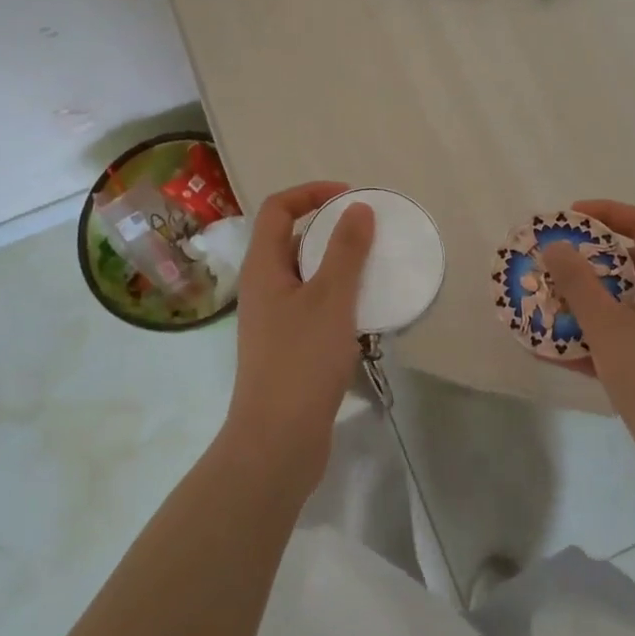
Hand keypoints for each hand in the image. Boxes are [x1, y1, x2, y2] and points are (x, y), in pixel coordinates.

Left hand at [222, 182, 375, 498]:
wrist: (276, 442)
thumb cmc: (301, 361)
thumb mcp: (331, 299)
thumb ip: (346, 250)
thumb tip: (357, 208)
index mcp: (263, 267)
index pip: (278, 208)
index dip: (311, 192)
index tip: (350, 197)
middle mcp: (262, 287)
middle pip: (290, 238)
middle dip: (328, 228)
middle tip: (367, 231)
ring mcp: (273, 319)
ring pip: (304, 274)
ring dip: (335, 264)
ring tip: (372, 268)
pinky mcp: (286, 347)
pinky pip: (312, 304)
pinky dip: (336, 296)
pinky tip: (364, 312)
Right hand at [540, 200, 634, 500]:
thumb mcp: (608, 325)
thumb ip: (577, 282)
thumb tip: (555, 245)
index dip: (608, 212)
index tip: (569, 218)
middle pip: (632, 261)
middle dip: (588, 260)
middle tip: (551, 262)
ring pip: (623, 302)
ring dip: (585, 300)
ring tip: (544, 303)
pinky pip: (622, 336)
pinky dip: (592, 336)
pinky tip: (552, 349)